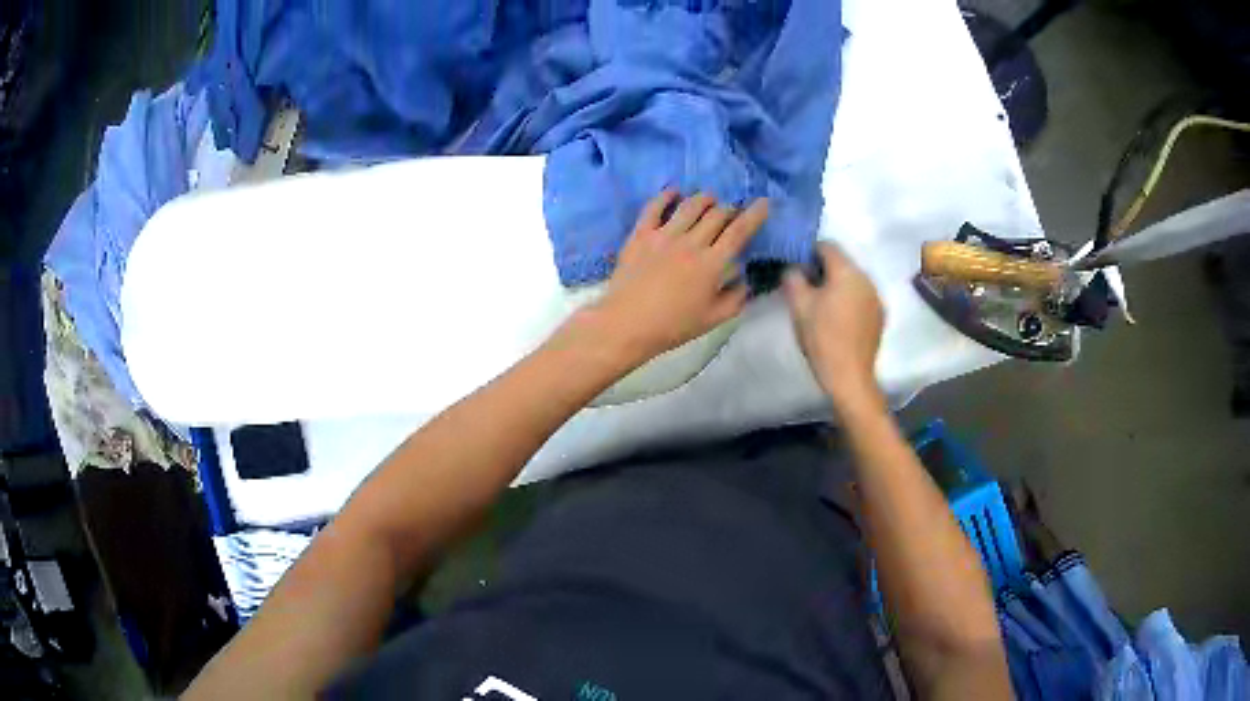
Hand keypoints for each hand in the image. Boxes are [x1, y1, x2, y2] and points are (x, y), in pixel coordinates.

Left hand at [571, 190, 768, 368]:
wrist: (627, 324)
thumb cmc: (673, 326)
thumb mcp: (713, 320)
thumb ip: (736, 298)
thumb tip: (745, 278)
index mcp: (712, 264)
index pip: (739, 232)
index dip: (754, 215)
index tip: (764, 203)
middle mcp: (691, 243)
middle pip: (717, 215)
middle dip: (730, 209)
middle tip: (733, 211)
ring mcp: (664, 235)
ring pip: (690, 206)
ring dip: (704, 199)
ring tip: (710, 198)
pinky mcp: (641, 235)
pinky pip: (654, 207)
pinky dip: (666, 196)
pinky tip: (674, 192)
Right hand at [783, 242, 885, 409]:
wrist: (849, 377)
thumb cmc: (822, 337)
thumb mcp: (799, 305)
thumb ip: (793, 278)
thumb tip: (794, 268)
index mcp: (848, 272)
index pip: (827, 246)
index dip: (808, 252)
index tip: (795, 269)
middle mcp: (866, 279)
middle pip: (841, 263)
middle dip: (822, 270)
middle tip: (804, 288)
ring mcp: (876, 298)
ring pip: (852, 281)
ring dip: (836, 286)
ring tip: (820, 306)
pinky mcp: (879, 316)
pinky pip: (860, 297)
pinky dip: (848, 300)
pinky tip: (837, 320)